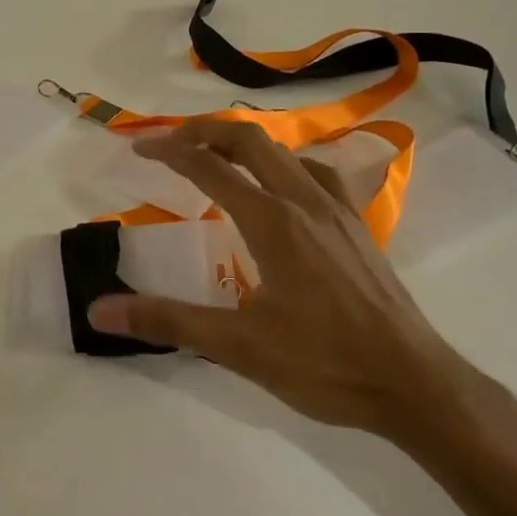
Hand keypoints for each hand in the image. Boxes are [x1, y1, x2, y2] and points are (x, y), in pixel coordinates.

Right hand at [87, 120, 475, 440]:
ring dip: (245, 144)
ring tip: (217, 158)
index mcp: (273, 220)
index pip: (210, 168)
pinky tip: (282, 188)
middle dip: (206, 132)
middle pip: (250, 141)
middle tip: (172, 142)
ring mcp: (337, 210)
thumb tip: (101, 309)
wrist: (414, 383)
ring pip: (285, 152)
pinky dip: (285, 163)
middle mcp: (304, 200)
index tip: (139, 148)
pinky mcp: (358, 226)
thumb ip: (169, 321)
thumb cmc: (325, 364)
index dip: (170, 152)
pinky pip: (317, 172)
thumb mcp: (239, 347)